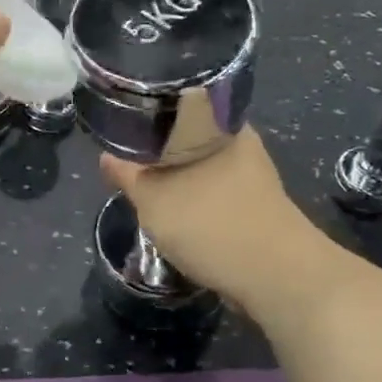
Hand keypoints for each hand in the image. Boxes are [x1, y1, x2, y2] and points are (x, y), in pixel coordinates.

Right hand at [99, 127, 319, 304]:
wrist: (276, 277)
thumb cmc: (211, 224)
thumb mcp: (154, 199)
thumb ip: (128, 175)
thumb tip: (106, 157)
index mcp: (219, 125)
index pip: (178, 104)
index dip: (148, 111)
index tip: (123, 122)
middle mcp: (240, 143)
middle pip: (187, 137)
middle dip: (158, 151)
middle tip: (127, 161)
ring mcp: (252, 176)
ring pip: (201, 167)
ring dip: (176, 179)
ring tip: (144, 190)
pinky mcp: (256, 206)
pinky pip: (215, 193)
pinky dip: (194, 201)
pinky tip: (174, 215)